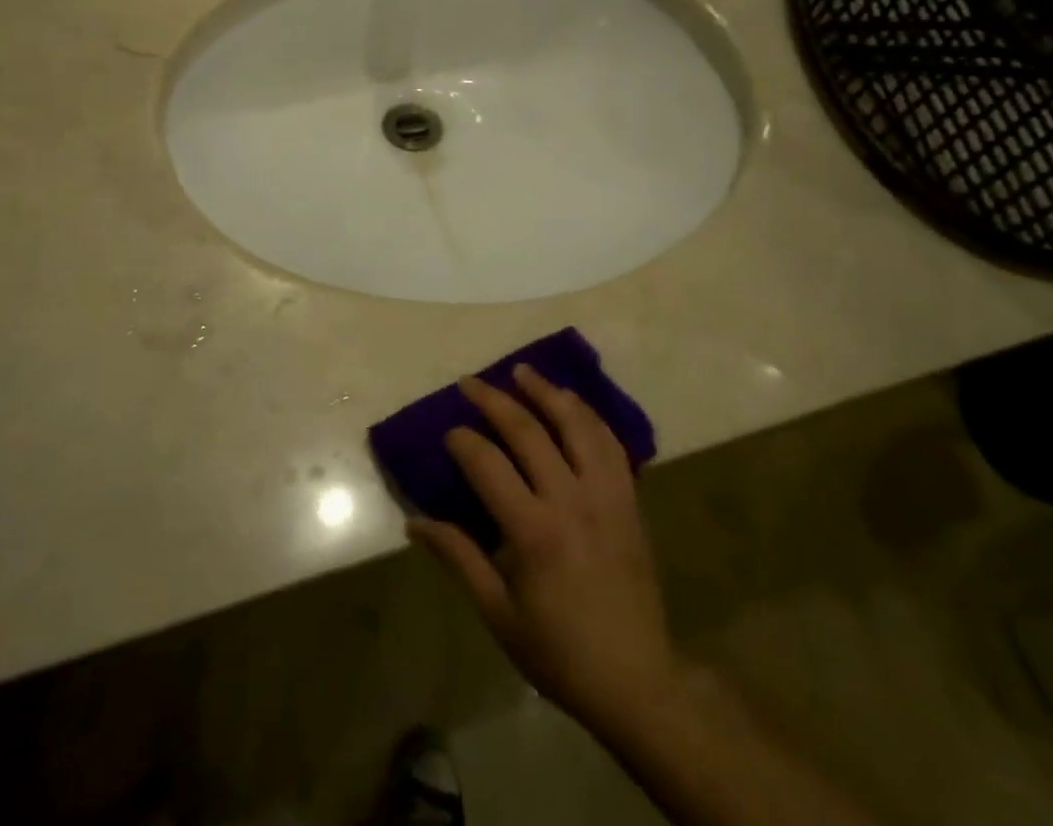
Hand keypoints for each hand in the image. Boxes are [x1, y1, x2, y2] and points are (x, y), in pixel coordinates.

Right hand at [410, 367, 680, 743]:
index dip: (463, 442)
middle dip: (495, 400)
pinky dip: (589, 416)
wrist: (638, 681)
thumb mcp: (499, 613)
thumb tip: (414, 523)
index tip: (448, 432)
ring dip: (547, 393)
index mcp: (535, 532)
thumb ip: (459, 558)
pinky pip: (610, 444)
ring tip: (524, 372)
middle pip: (529, 431)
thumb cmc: (559, 652)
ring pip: (576, 425)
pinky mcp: (630, 500)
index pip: (489, 466)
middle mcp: (572, 501)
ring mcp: (606, 496)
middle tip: (471, 382)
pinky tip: (573, 404)